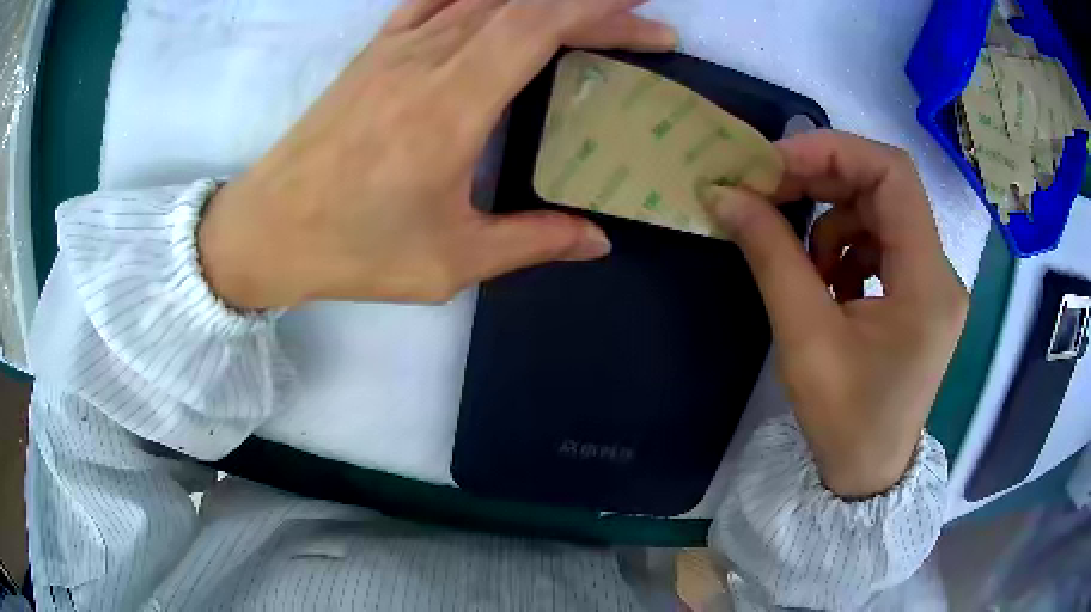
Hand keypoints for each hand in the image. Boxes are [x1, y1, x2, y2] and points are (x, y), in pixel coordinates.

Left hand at [198, 0, 676, 308]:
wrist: (267, 229)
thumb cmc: (353, 249)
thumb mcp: (449, 262)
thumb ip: (532, 241)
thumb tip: (597, 239)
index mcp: (449, 106)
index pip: (538, 26)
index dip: (600, 13)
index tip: (647, 21)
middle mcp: (425, 59)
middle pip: (523, 3)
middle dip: (591, 4)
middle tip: (640, 21)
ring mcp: (395, 48)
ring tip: (586, 10)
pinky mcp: (374, 51)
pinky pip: (436, 0)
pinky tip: (504, 3)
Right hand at [708, 131, 966, 497]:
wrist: (867, 475)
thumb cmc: (844, 421)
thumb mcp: (805, 339)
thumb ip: (770, 256)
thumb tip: (725, 195)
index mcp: (928, 282)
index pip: (893, 175)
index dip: (834, 152)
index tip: (775, 162)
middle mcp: (939, 272)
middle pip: (886, 189)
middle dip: (825, 179)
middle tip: (769, 190)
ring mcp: (931, 283)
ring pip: (881, 213)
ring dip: (833, 220)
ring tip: (802, 261)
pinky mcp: (918, 295)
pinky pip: (881, 244)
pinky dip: (846, 247)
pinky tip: (826, 283)